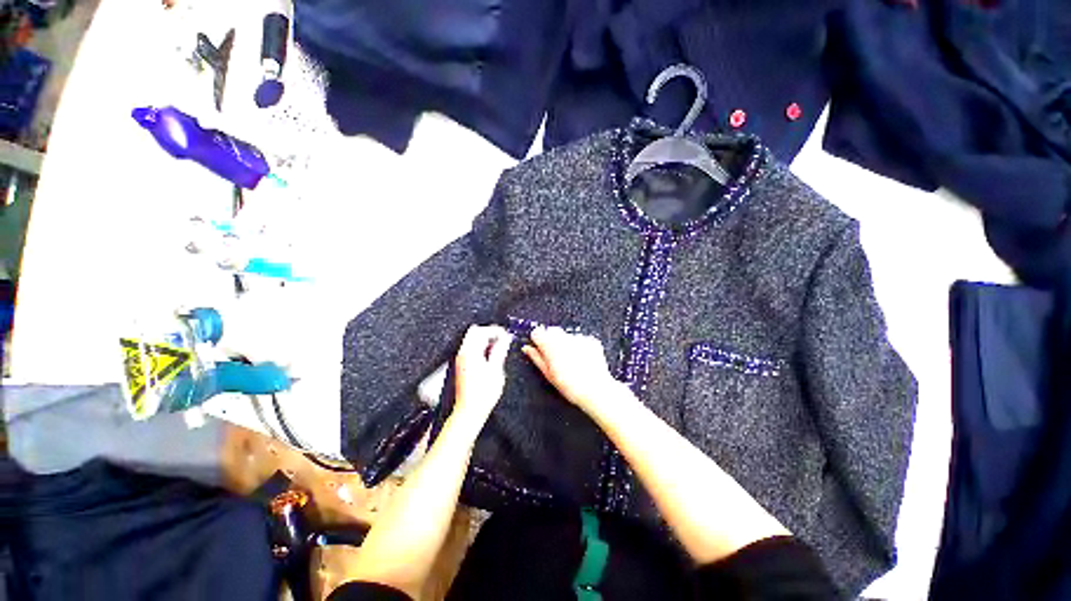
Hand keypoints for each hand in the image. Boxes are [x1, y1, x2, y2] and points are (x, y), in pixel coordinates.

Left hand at [453, 325, 512, 426]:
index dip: (496, 330)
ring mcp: (461, 359)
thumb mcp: (496, 371)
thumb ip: (500, 351)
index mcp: (471, 353)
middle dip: (489, 332)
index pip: (481, 331)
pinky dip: (481, 347)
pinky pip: (471, 348)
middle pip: (474, 332)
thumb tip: (505, 339)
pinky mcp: (462, 365)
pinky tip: (490, 356)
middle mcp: (463, 354)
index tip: (506, 335)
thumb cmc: (482, 395)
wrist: (469, 411)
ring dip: (485, 339)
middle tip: (502, 339)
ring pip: (472, 339)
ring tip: (498, 348)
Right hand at [522, 327, 629, 416]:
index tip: (539, 347)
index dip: (537, 340)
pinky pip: (580, 339)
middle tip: (554, 356)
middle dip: (551, 340)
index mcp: (551, 346)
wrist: (596, 390)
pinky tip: (581, 360)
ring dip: (565, 343)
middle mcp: (564, 338)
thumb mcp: (548, 375)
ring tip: (571, 361)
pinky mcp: (590, 340)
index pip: (537, 332)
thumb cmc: (571, 386)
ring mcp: (579, 338)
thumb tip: (527, 348)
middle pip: (552, 330)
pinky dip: (579, 346)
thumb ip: (536, 358)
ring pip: (566, 335)